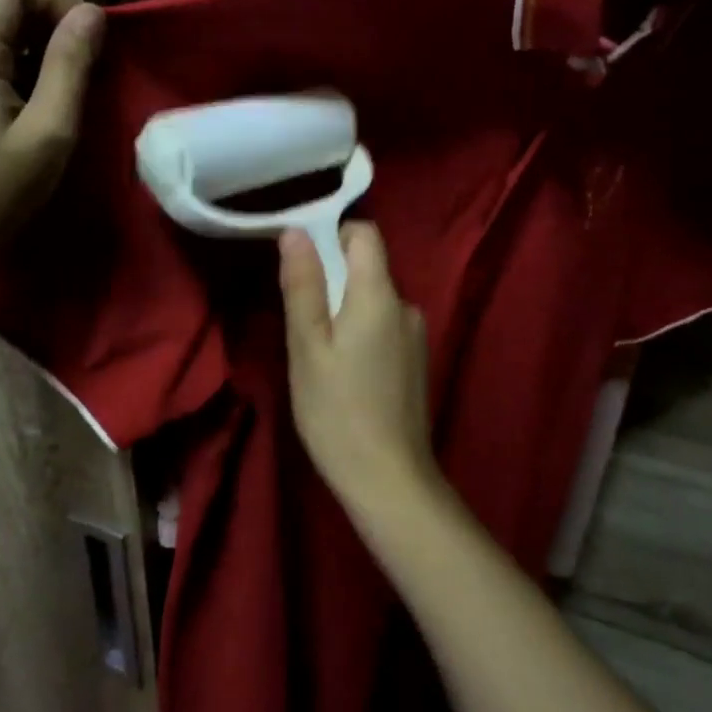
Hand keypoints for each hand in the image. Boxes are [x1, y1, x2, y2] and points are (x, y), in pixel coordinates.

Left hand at [0, 0, 103, 266]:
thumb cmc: (2, 189)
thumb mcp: (51, 130)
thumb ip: (70, 64)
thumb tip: (91, 12)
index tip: (84, 41)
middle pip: (1, 3)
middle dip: (47, 26)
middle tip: (82, 72)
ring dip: (33, 48)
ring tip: (59, 93)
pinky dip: (13, 65)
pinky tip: (29, 103)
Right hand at [280, 223, 440, 517]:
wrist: (390, 481)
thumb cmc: (337, 411)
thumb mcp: (307, 346)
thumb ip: (303, 285)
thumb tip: (295, 231)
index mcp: (380, 295)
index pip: (365, 234)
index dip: (332, 235)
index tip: (302, 263)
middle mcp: (407, 306)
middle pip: (367, 268)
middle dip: (332, 281)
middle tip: (300, 323)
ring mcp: (416, 336)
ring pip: (373, 302)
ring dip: (344, 312)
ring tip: (318, 354)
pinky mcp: (416, 363)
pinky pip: (383, 328)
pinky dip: (360, 335)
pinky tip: (344, 375)